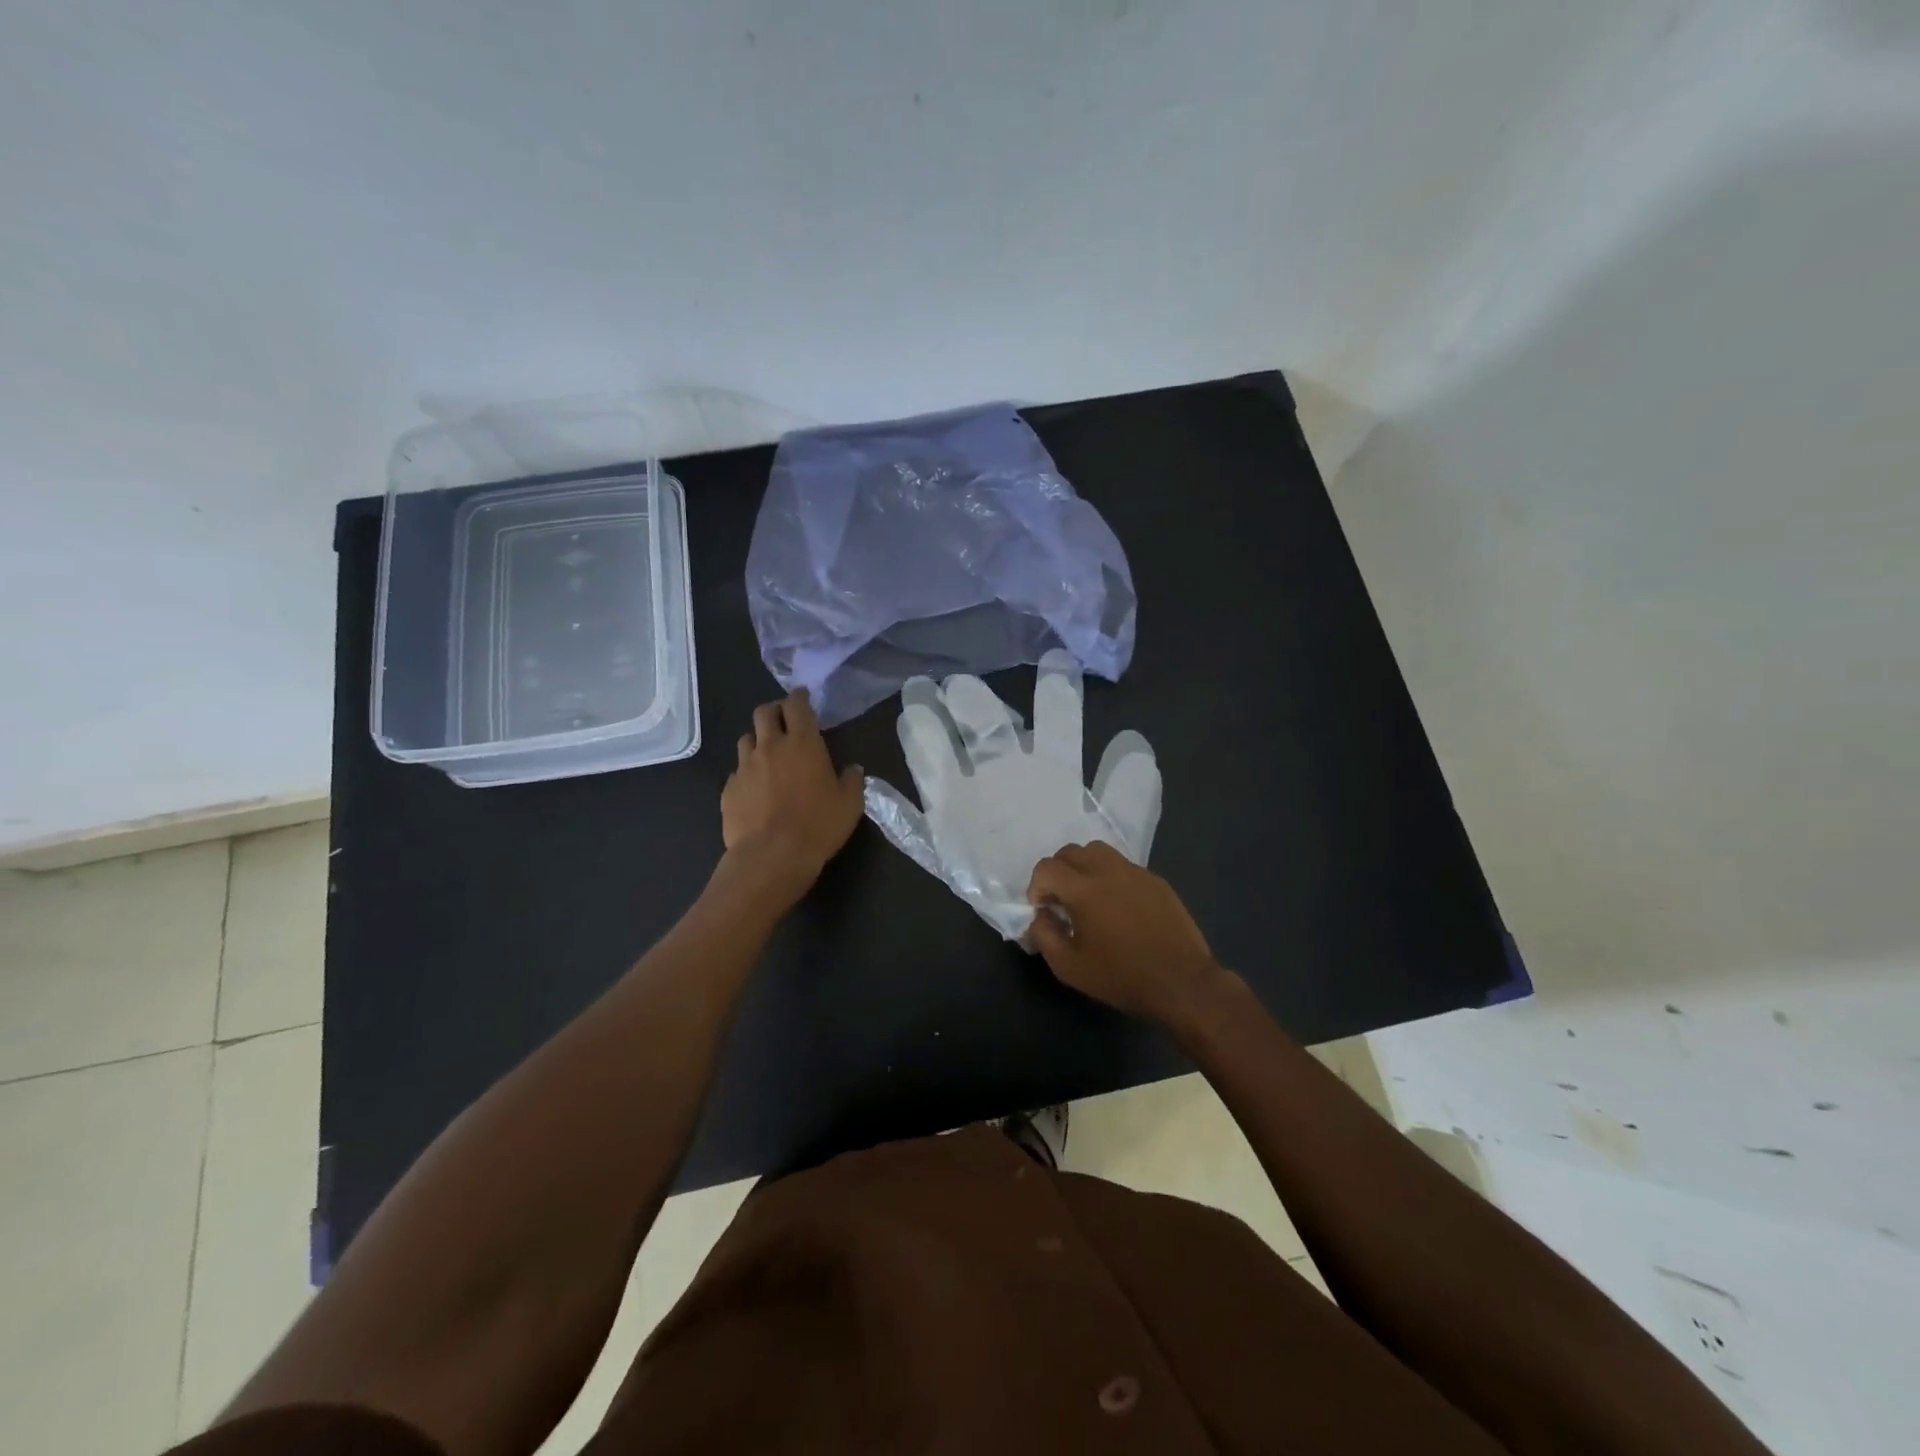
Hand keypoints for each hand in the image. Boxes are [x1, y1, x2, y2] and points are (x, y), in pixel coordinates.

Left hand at [720, 689, 864, 902]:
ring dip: (758, 740)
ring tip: (767, 753)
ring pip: (746, 738)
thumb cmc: (818, 826)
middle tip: (784, 720)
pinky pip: (737, 770)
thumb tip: (852, 769)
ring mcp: (745, 767)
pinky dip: (747, 772)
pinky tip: (755, 787)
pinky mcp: (729, 788)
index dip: (799, 697)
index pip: (797, 705)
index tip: (803, 697)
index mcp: (803, 743)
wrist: (771, 856)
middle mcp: (770, 746)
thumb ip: (852, 780)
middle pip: (764, 713)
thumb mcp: (849, 804)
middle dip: (775, 711)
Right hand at [1026, 841, 1228, 1023]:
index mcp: (1084, 890)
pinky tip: (1118, 906)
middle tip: (1061, 901)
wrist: (1181, 982)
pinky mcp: (1156, 881)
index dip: (1036, 887)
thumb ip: (1044, 936)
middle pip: (1071, 851)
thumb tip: (1039, 916)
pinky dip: (1110, 877)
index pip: (1047, 868)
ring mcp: (1136, 873)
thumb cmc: (1121, 976)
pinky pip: (1124, 866)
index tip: (1044, 910)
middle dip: (1058, 872)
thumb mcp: (1069, 967)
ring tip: (1088, 896)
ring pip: (1099, 851)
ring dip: (1084, 867)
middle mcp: (1108, 871)